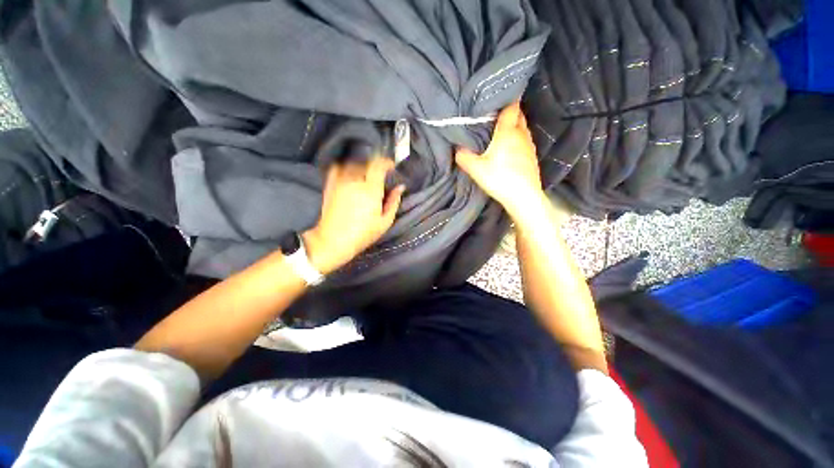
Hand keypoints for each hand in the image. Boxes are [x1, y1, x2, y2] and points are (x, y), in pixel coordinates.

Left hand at [303, 158, 404, 274]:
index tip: (392, 167)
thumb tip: (400, 187)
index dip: (387, 162)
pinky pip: (337, 168)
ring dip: (362, 166)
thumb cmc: (363, 234)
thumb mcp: (385, 222)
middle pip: (366, 163)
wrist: (334, 240)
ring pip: (352, 164)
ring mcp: (340, 182)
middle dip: (376, 165)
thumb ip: (394, 202)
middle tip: (381, 174)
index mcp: (370, 190)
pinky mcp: (330, 185)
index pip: (378, 165)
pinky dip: (345, 167)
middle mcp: (354, 181)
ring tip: (366, 175)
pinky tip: (350, 174)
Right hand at [455, 102, 543, 218]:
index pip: (511, 108)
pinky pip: (525, 141)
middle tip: (496, 116)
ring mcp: (529, 146)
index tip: (499, 97)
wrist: (523, 197)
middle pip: (519, 116)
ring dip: (514, 127)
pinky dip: (518, 139)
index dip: (507, 100)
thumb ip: (464, 157)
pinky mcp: (532, 157)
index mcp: (508, 132)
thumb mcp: (476, 169)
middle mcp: (521, 135)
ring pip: (523, 129)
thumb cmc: (499, 178)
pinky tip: (510, 149)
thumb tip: (457, 149)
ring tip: (502, 131)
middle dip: (510, 112)